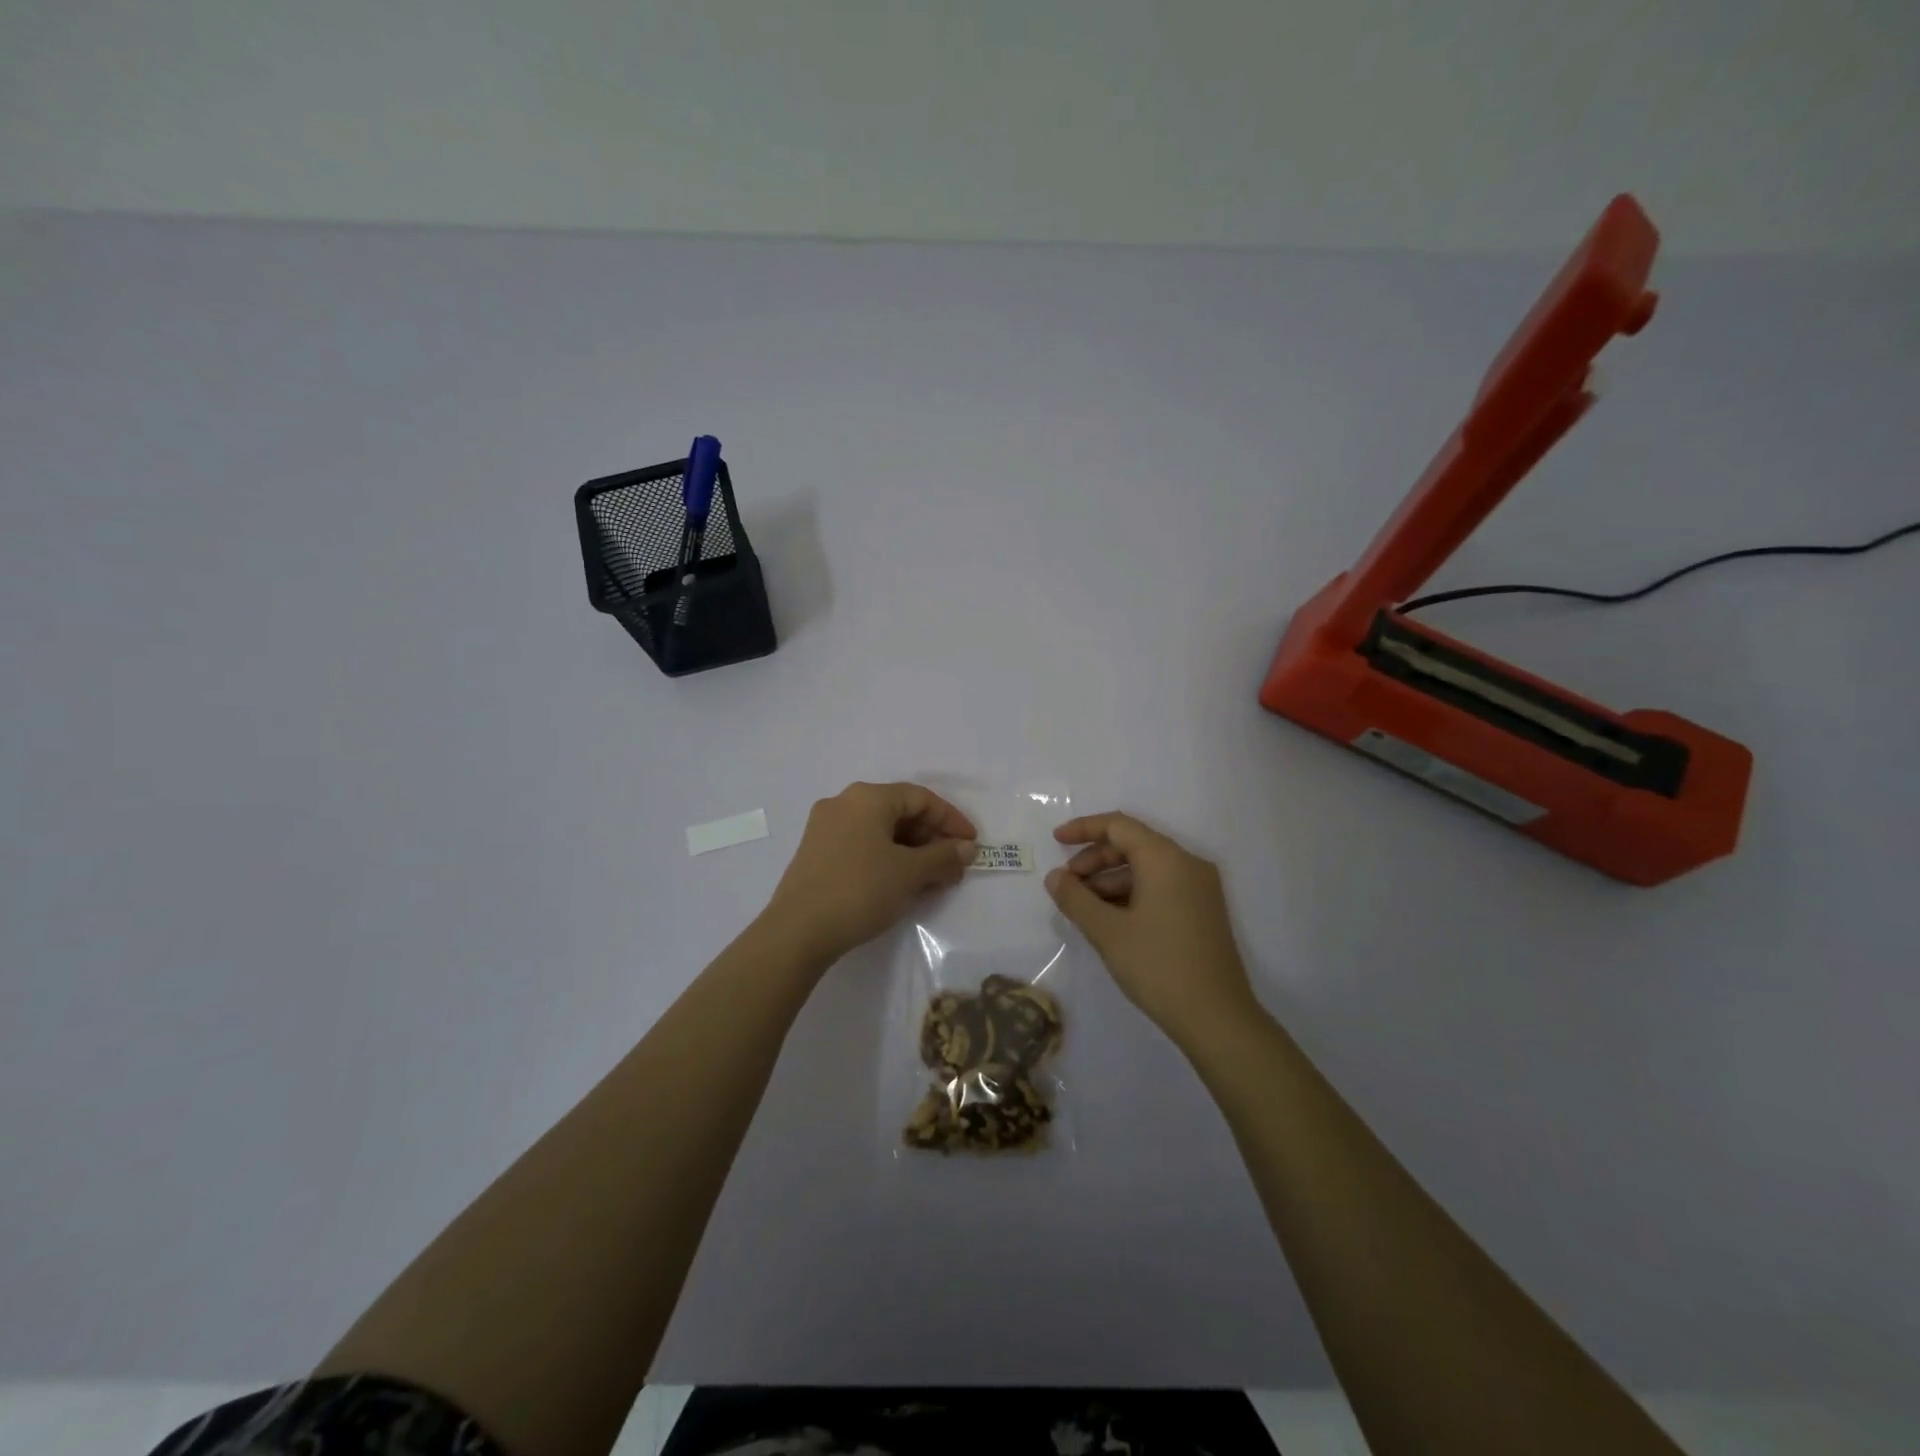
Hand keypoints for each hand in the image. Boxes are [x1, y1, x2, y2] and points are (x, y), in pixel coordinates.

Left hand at [761, 781, 977, 964]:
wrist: (797, 931)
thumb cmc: (860, 890)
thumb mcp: (910, 873)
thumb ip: (943, 856)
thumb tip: (967, 848)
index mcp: (867, 797)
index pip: (921, 798)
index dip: (951, 820)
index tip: (972, 845)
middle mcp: (844, 803)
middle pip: (899, 812)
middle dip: (932, 839)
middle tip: (954, 867)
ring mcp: (825, 827)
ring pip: (880, 831)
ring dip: (911, 851)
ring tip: (933, 880)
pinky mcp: (816, 852)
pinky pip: (862, 845)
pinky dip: (887, 858)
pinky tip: (901, 884)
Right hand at [1045, 811, 1258, 1050]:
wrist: (1217, 1018)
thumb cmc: (1158, 966)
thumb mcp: (1107, 932)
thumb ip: (1075, 898)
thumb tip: (1055, 878)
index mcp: (1166, 859)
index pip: (1119, 826)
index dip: (1084, 829)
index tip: (1055, 842)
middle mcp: (1187, 864)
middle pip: (1133, 845)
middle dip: (1095, 859)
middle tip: (1067, 885)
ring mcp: (1200, 888)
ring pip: (1147, 868)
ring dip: (1111, 879)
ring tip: (1084, 907)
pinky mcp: (1204, 911)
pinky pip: (1161, 886)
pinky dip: (1132, 893)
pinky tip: (1111, 919)